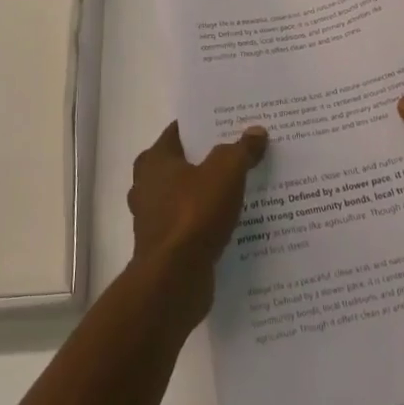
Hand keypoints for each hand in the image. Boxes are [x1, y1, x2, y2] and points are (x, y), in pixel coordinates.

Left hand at [127, 122, 268, 316]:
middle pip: (184, 163)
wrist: (174, 281)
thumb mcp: (225, 173)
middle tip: (241, 154)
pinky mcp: (164, 247)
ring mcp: (153, 218)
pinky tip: (233, 224)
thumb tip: (256, 132)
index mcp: (155, 160)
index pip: (180, 131)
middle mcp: (147, 185)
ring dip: (209, 193)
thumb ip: (241, 150)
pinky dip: (207, 222)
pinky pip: (190, 225)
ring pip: (186, 196)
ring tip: (242, 189)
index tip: (231, 123)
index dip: (205, 125)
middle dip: (210, 160)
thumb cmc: (194, 214)